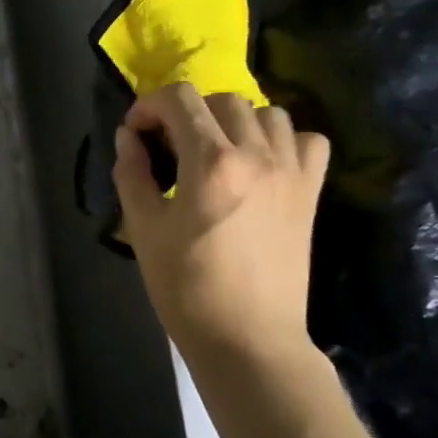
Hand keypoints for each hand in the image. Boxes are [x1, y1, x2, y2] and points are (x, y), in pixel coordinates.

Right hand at [113, 84, 329, 370]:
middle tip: (169, 143)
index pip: (180, 99)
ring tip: (215, 149)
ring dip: (234, 120)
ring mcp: (290, 172)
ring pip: (266, 113)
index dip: (149, 106)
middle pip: (222, 99)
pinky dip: (283, 139)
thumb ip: (132, 173)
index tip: (136, 132)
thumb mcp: (143, 228)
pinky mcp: (310, 193)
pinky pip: (307, 141)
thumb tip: (128, 137)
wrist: (248, 339)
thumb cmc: (186, 287)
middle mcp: (256, 155)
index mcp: (210, 162)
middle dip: (187, 112)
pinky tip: (261, 162)